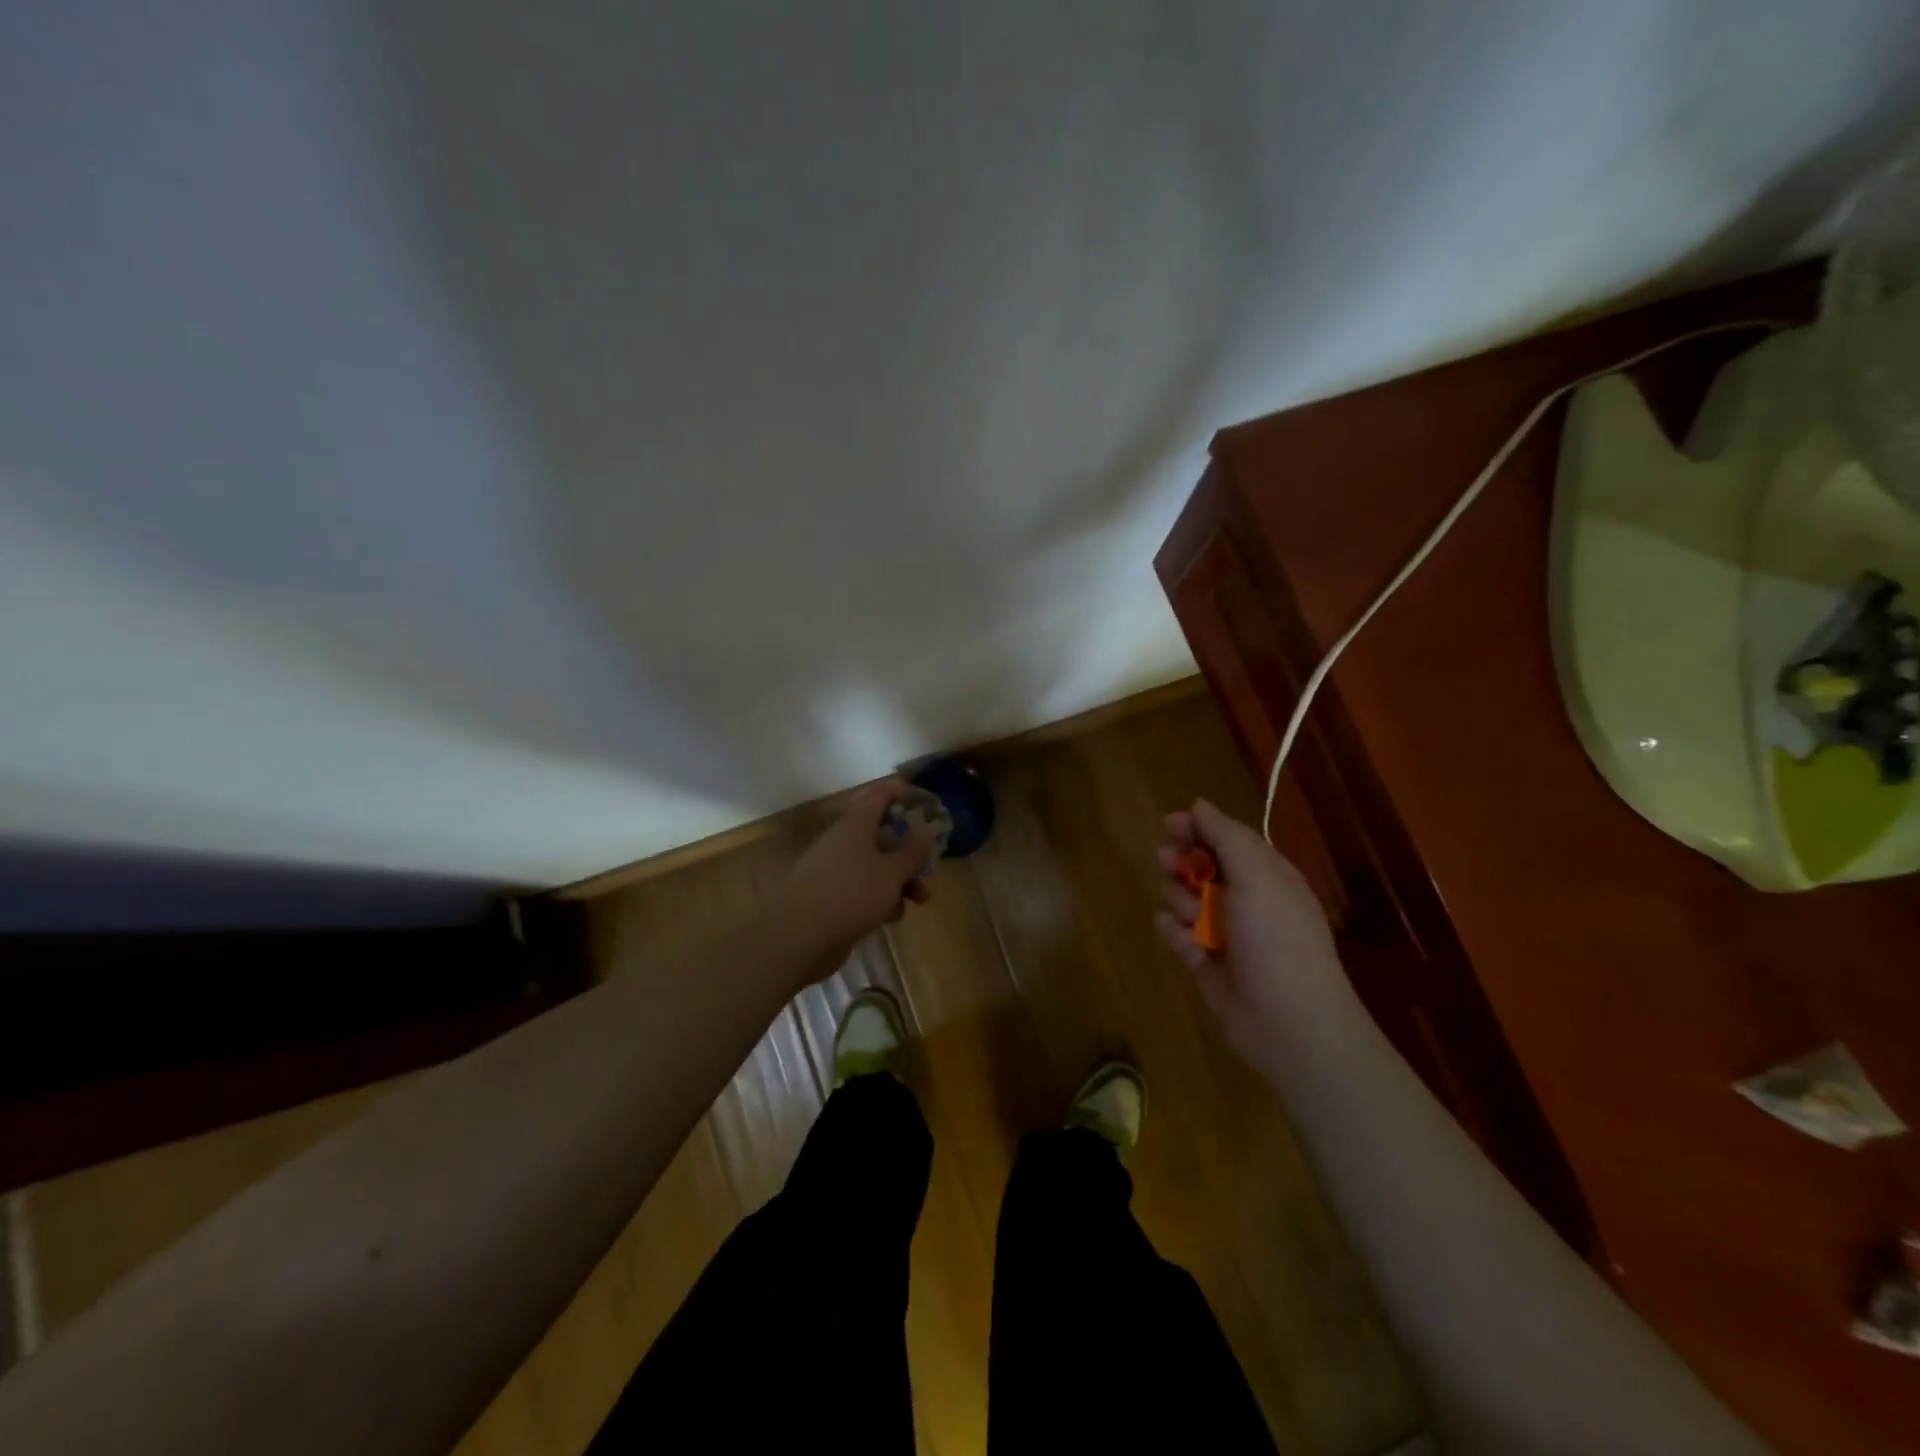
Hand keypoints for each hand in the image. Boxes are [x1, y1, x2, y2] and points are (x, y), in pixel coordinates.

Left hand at [782, 777, 939, 971]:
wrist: (798, 937)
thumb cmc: (850, 894)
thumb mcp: (892, 872)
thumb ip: (914, 851)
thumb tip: (928, 831)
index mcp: (857, 823)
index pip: (883, 792)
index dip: (909, 794)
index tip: (933, 807)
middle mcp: (846, 840)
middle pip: (885, 832)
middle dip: (912, 850)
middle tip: (930, 864)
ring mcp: (837, 868)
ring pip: (878, 864)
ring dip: (902, 878)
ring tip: (920, 898)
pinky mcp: (834, 895)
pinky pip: (865, 888)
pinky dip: (882, 897)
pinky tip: (890, 917)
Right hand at [1154, 799, 1350, 1065]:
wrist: (1288, 1022)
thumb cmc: (1277, 939)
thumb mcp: (1258, 876)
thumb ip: (1226, 836)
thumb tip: (1198, 804)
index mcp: (1265, 875)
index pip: (1225, 838)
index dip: (1197, 828)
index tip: (1170, 825)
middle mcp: (1243, 899)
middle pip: (1198, 865)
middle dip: (1181, 863)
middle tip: (1169, 864)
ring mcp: (1221, 931)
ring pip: (1180, 898)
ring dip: (1180, 902)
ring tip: (1195, 920)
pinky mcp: (1202, 960)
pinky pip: (1174, 932)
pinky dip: (1175, 935)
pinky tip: (1188, 945)